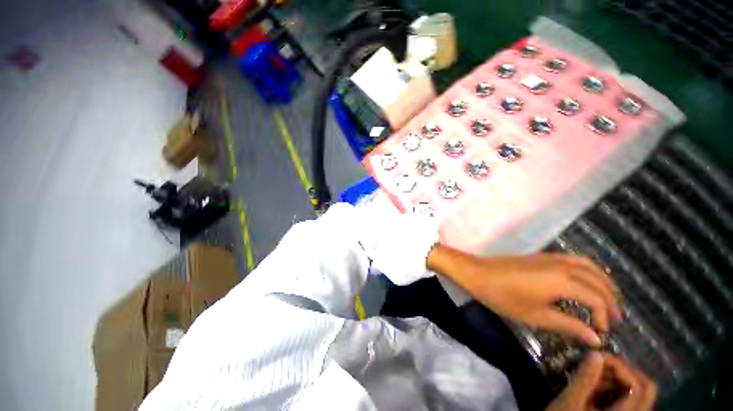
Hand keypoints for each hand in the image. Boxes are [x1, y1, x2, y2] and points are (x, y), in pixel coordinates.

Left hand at [428, 247, 621, 345]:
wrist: (478, 273)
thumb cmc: (503, 296)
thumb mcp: (536, 316)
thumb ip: (569, 325)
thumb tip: (596, 338)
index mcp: (563, 281)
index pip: (596, 299)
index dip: (604, 317)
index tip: (602, 333)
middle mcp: (562, 265)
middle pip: (597, 281)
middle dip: (610, 300)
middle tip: (613, 319)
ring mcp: (551, 257)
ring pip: (588, 266)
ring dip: (602, 282)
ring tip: (607, 300)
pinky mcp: (542, 256)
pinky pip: (574, 260)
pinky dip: (587, 270)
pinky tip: (584, 282)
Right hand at [547, 352, 656, 410]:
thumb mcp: (570, 401)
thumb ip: (585, 379)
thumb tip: (596, 354)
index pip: (638, 388)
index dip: (621, 368)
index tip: (597, 356)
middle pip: (647, 390)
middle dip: (625, 372)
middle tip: (601, 364)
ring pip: (639, 394)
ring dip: (619, 380)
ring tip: (595, 376)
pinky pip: (631, 400)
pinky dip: (616, 389)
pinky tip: (597, 388)